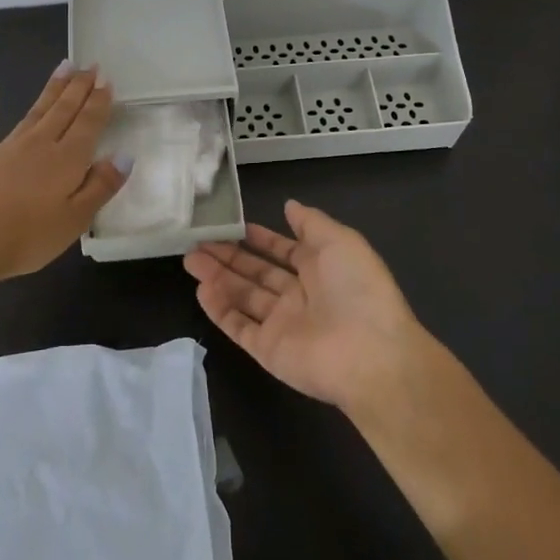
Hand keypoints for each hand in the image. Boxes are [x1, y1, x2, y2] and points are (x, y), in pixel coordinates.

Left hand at [0, 63, 128, 282]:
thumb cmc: (28, 237)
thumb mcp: (76, 219)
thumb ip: (101, 186)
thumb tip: (124, 155)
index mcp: (66, 159)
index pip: (88, 123)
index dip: (98, 101)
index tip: (106, 79)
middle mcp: (38, 144)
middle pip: (63, 110)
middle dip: (78, 87)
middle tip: (89, 65)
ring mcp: (5, 149)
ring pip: (33, 112)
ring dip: (50, 90)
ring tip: (63, 68)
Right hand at [184, 200, 422, 409]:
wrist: (370, 354)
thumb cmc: (358, 289)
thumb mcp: (340, 241)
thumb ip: (311, 223)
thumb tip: (288, 205)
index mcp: (320, 270)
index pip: (283, 251)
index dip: (259, 238)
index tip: (232, 226)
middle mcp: (299, 296)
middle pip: (257, 273)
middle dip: (229, 256)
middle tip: (197, 241)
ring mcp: (282, 324)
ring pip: (243, 296)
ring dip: (218, 277)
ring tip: (190, 259)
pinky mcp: (268, 350)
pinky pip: (238, 326)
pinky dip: (219, 308)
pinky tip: (201, 289)